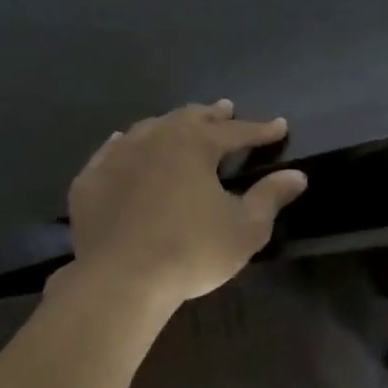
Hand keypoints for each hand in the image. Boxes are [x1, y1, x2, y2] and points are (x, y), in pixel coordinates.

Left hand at [68, 101, 306, 307]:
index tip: (279, 126)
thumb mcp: (245, 229)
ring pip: (149, 128)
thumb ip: (270, 197)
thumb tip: (297, 175)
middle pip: (188, 119)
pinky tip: (126, 143)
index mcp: (194, 146)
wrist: (121, 278)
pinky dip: (128, 144)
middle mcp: (154, 139)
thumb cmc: (192, 252)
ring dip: (171, 124)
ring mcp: (116, 157)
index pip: (235, 132)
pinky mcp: (90, 180)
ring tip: (181, 124)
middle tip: (226, 109)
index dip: (260, 130)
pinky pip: (112, 151)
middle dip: (212, 115)